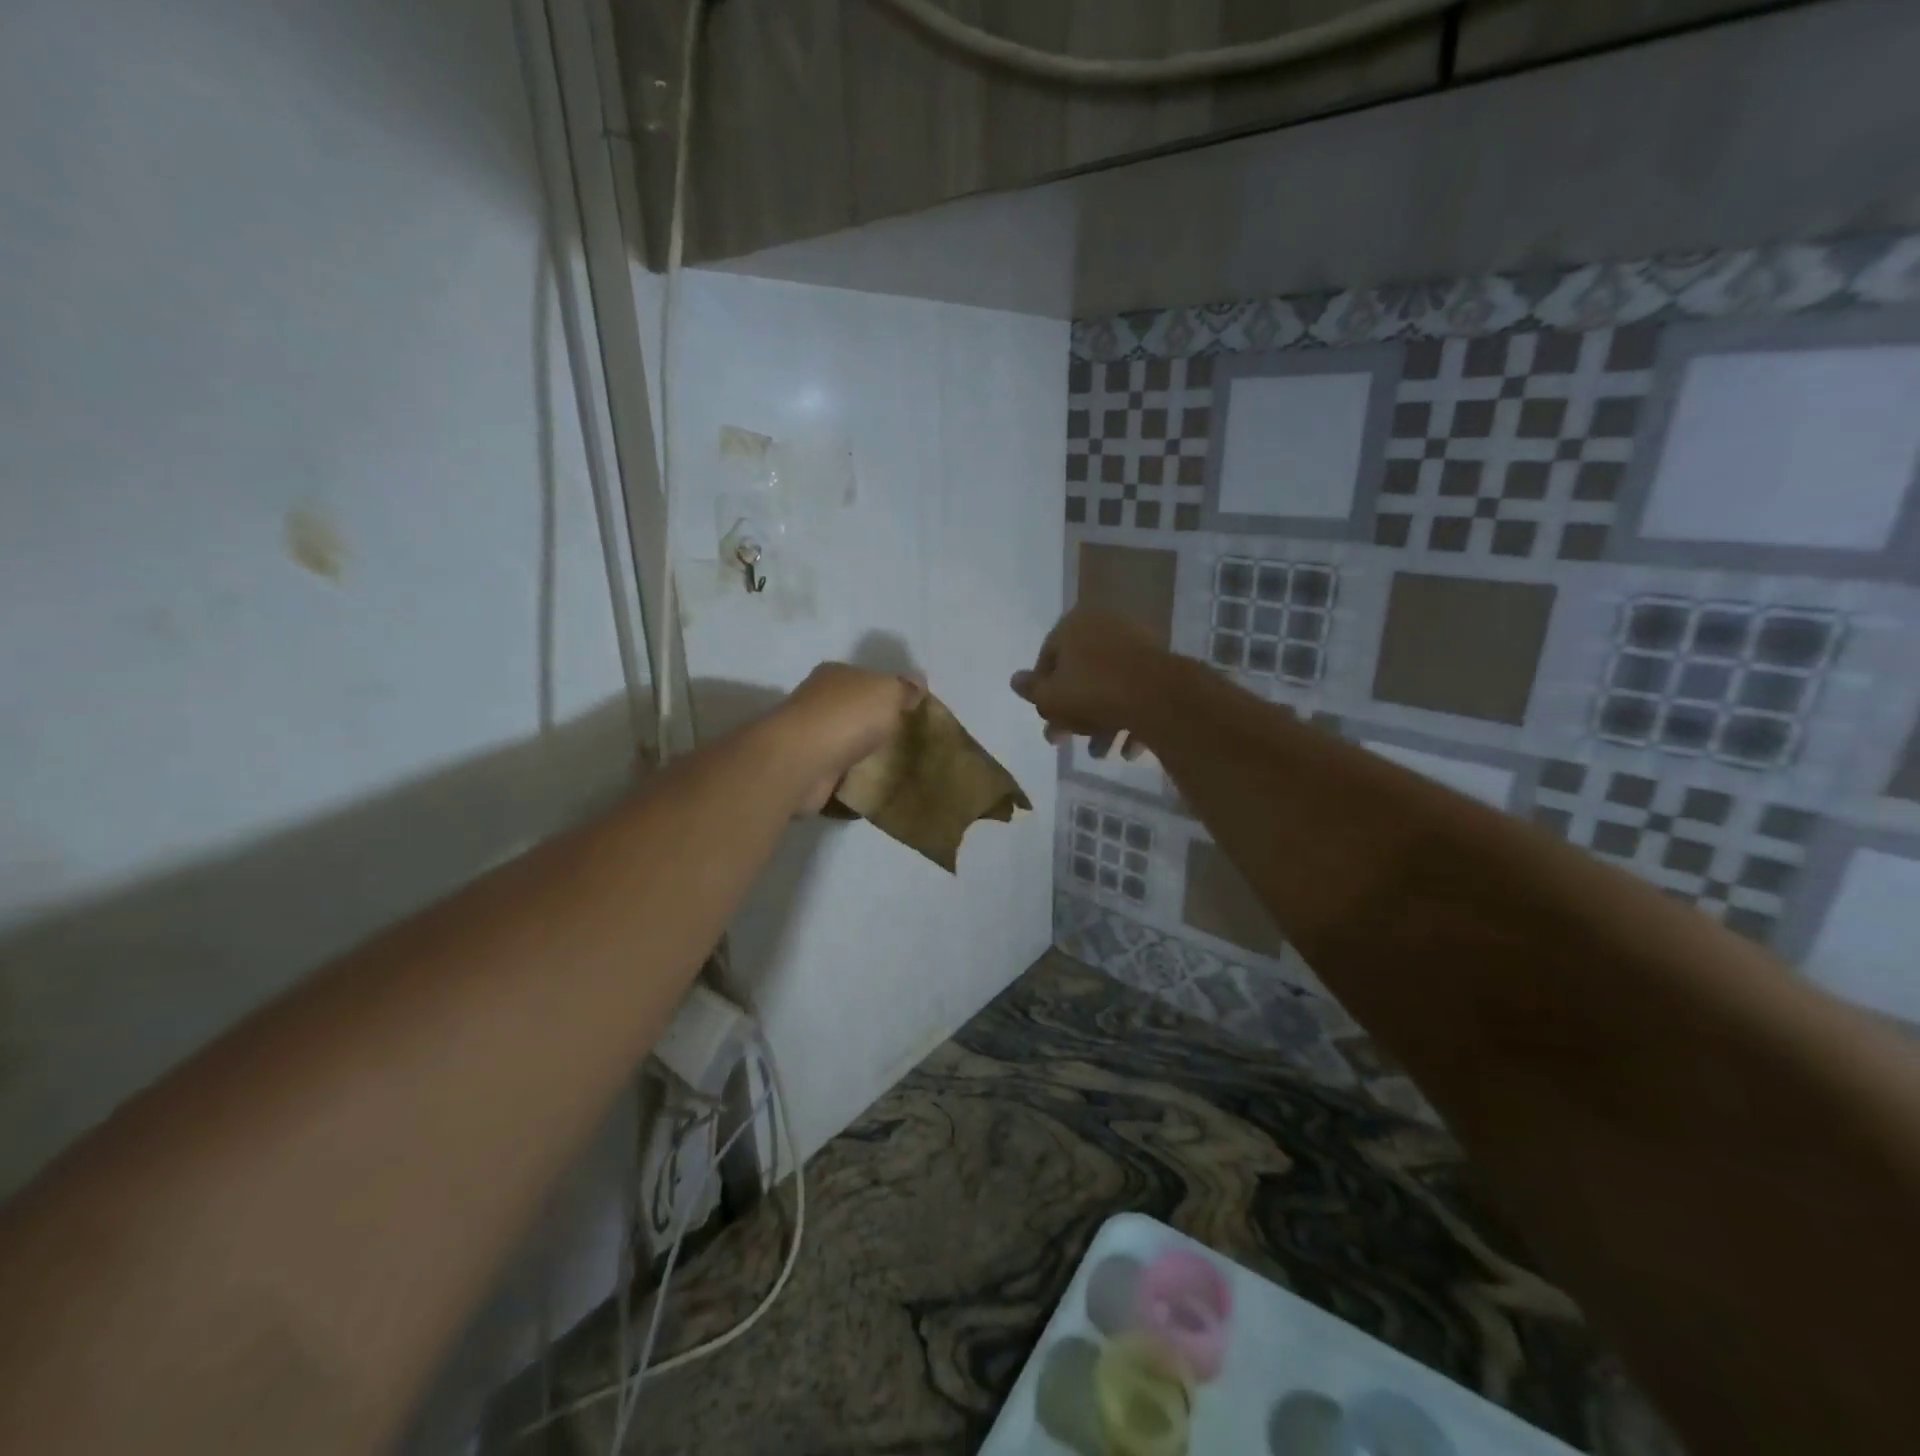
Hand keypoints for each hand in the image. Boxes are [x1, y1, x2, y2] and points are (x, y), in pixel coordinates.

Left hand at [776, 663, 926, 812]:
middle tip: (909, 742)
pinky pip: (839, 771)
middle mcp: (818, 701)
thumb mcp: (888, 691)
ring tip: (897, 766)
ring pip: (847, 741)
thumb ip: (904, 688)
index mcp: (835, 674)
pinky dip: (853, 777)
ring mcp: (810, 736)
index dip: (889, 692)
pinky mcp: (808, 768)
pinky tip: (874, 784)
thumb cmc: (847, 716)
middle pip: (856, 710)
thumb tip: (917, 682)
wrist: (802, 762)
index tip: (912, 712)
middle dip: (878, 724)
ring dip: (865, 752)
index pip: (867, 678)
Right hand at [1011, 608, 1164, 759]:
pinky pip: (1137, 693)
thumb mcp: (1050, 697)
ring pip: (1110, 687)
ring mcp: (1138, 646)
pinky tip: (1128, 749)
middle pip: (1081, 674)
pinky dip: (1130, 718)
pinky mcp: (1162, 666)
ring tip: (1100, 753)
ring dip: (1102, 722)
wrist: (1158, 697)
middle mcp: (1106, 628)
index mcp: (1074, 626)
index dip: (1042, 691)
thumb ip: (1031, 690)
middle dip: (1073, 713)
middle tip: (1066, 741)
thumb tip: (1015, 680)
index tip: (1045, 717)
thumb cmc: (1093, 693)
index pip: (1048, 657)